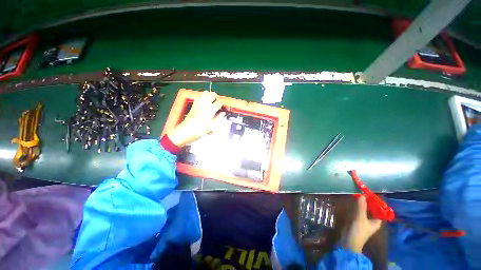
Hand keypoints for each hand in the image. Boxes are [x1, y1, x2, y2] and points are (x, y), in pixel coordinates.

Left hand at [167, 91, 225, 146]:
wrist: (187, 130)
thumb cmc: (200, 129)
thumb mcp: (212, 125)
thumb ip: (219, 117)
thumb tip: (223, 113)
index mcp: (211, 108)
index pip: (220, 102)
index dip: (224, 104)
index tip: (226, 108)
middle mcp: (205, 103)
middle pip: (213, 94)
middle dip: (217, 98)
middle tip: (219, 105)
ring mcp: (199, 102)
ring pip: (206, 93)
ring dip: (210, 96)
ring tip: (212, 103)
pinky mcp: (194, 103)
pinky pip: (200, 96)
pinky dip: (204, 98)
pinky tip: (205, 104)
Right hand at [344, 196, 381, 252]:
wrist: (349, 241)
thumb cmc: (358, 231)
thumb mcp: (360, 218)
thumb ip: (361, 207)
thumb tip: (362, 195)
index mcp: (377, 220)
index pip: (380, 209)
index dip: (376, 201)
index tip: (370, 193)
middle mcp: (372, 219)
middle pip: (372, 208)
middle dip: (368, 200)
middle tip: (362, 191)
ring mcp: (365, 219)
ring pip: (365, 208)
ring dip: (362, 202)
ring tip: (358, 194)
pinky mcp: (357, 219)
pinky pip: (359, 210)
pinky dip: (357, 205)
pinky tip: (354, 200)